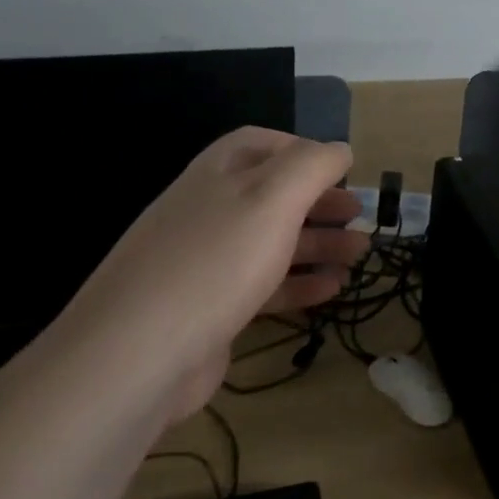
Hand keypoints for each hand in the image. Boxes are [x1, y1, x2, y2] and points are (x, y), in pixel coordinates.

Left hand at [44, 128, 368, 419]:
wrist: (139, 354)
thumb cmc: (215, 262)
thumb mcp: (271, 198)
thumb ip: (311, 166)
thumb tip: (340, 149)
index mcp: (217, 175)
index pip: (259, 144)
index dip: (302, 150)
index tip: (342, 168)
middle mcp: (209, 212)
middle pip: (272, 196)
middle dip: (319, 202)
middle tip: (359, 214)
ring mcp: (207, 264)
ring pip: (271, 243)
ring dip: (318, 244)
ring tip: (359, 253)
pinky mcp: (211, 310)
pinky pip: (263, 288)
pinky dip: (299, 285)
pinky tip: (332, 290)